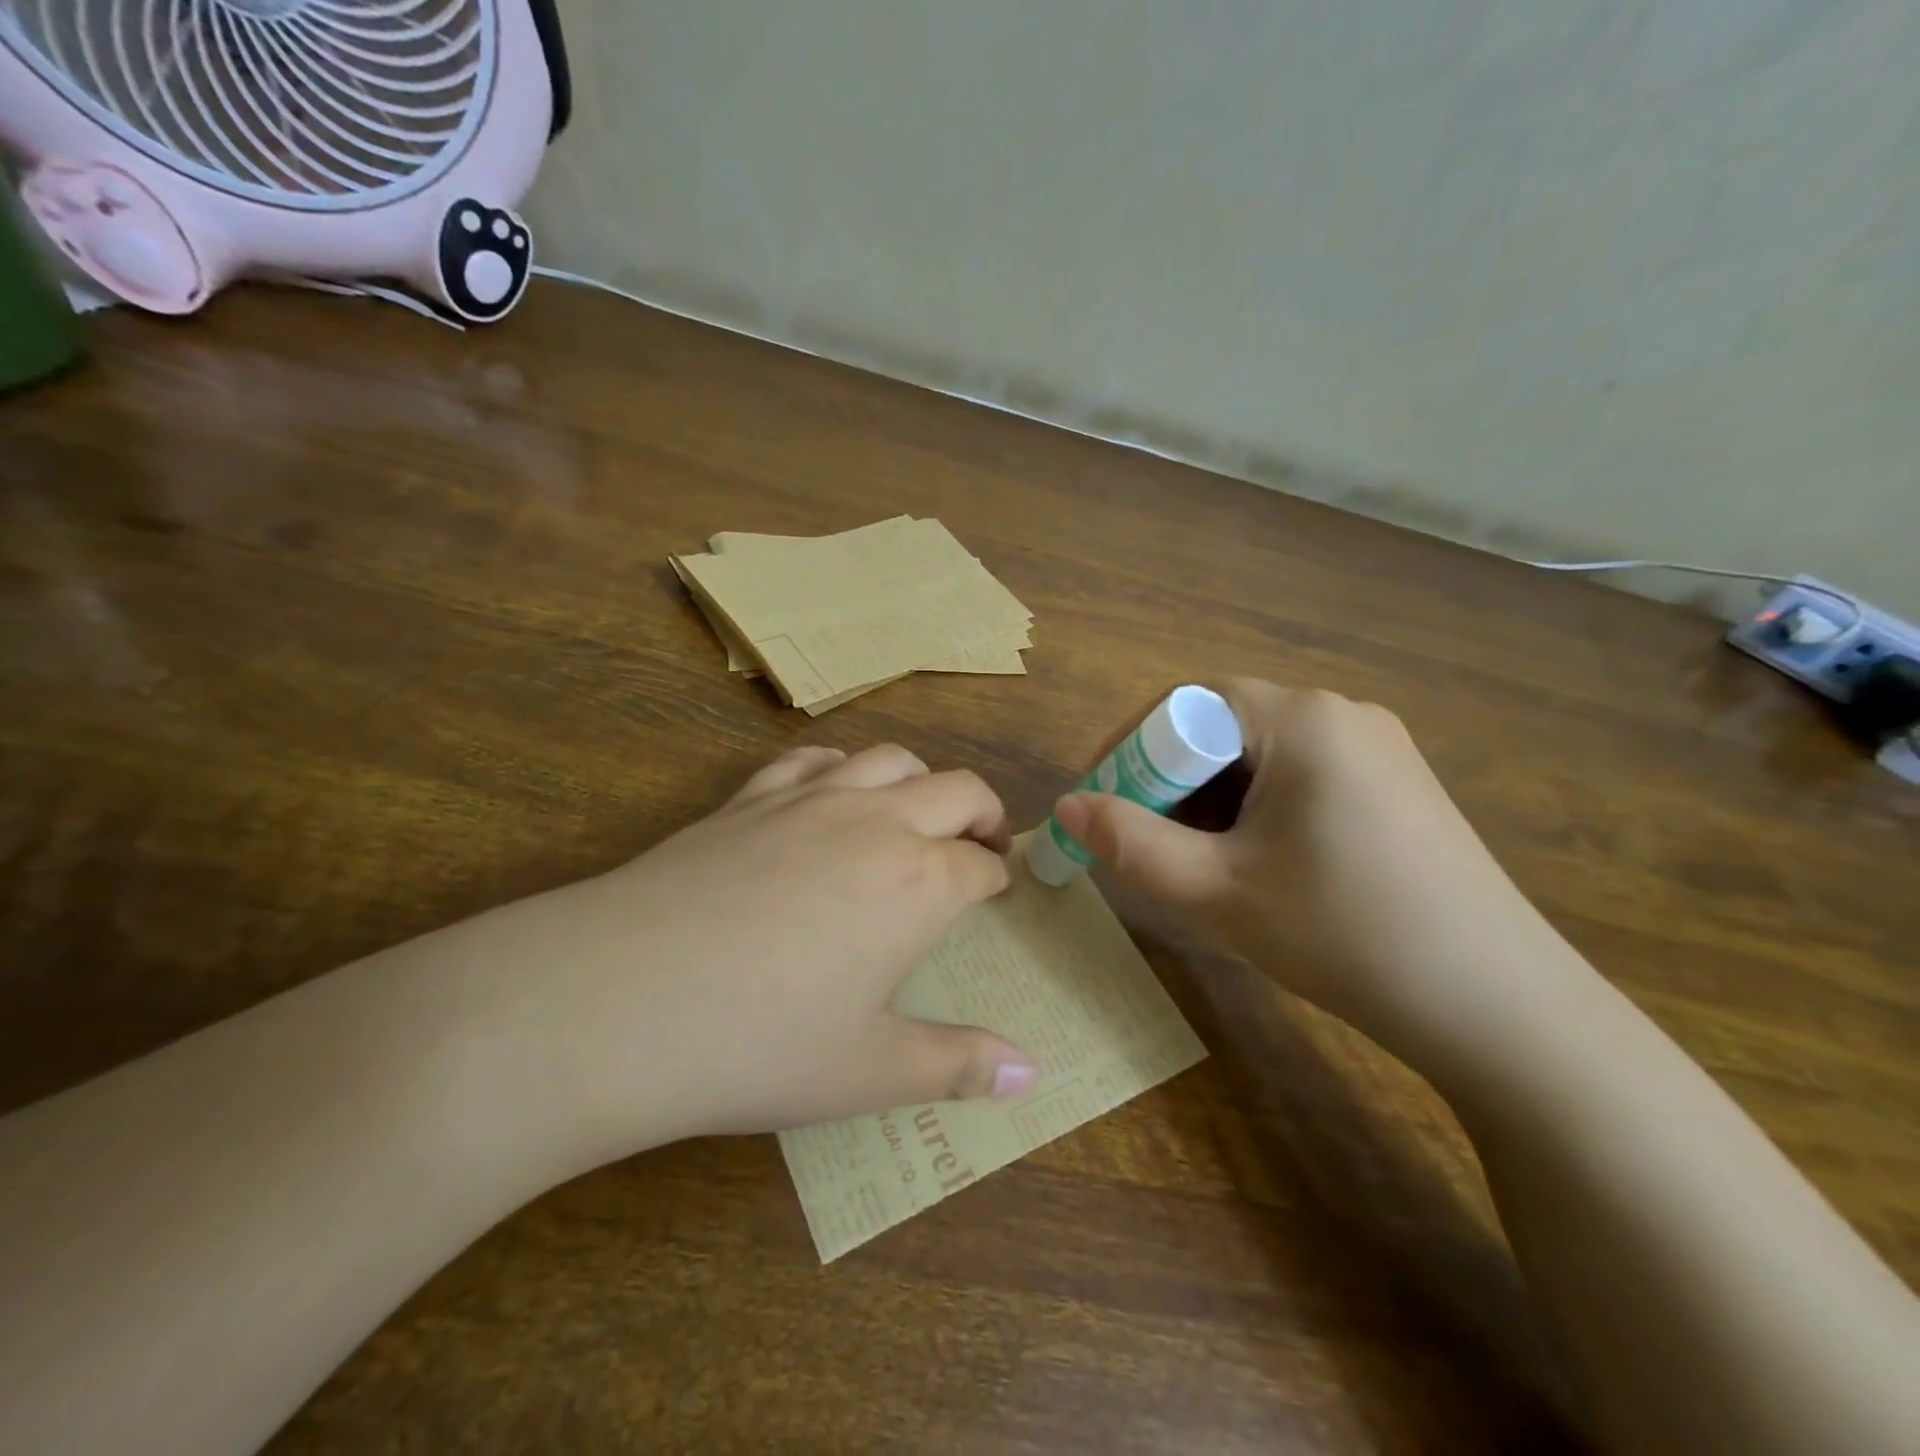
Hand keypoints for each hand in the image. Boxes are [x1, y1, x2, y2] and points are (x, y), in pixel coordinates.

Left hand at [466, 744, 1039, 1169]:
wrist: (621, 998)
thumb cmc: (760, 1043)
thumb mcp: (869, 1071)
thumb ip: (958, 1066)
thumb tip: (1032, 1077)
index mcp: (919, 884)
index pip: (980, 864)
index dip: (995, 876)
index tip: (995, 892)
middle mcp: (877, 823)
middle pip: (956, 790)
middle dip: (982, 811)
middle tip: (981, 842)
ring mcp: (811, 800)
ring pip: (889, 760)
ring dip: (918, 780)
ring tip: (914, 814)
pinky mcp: (751, 797)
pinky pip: (812, 759)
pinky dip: (840, 767)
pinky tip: (830, 793)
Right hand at [1052, 680, 1578, 1062]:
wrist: (1500, 1008)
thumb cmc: (1345, 933)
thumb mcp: (1217, 890)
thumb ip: (1129, 843)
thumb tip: (1066, 807)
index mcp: (1301, 718)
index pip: (1186, 703)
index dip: (1129, 748)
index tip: (1099, 801)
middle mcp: (1342, 714)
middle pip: (1223, 727)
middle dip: (1169, 781)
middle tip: (1141, 842)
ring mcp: (1378, 749)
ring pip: (1260, 757)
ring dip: (1211, 800)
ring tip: (1195, 863)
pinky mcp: (1397, 787)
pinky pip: (1301, 777)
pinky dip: (1257, 810)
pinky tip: (1257, 865)